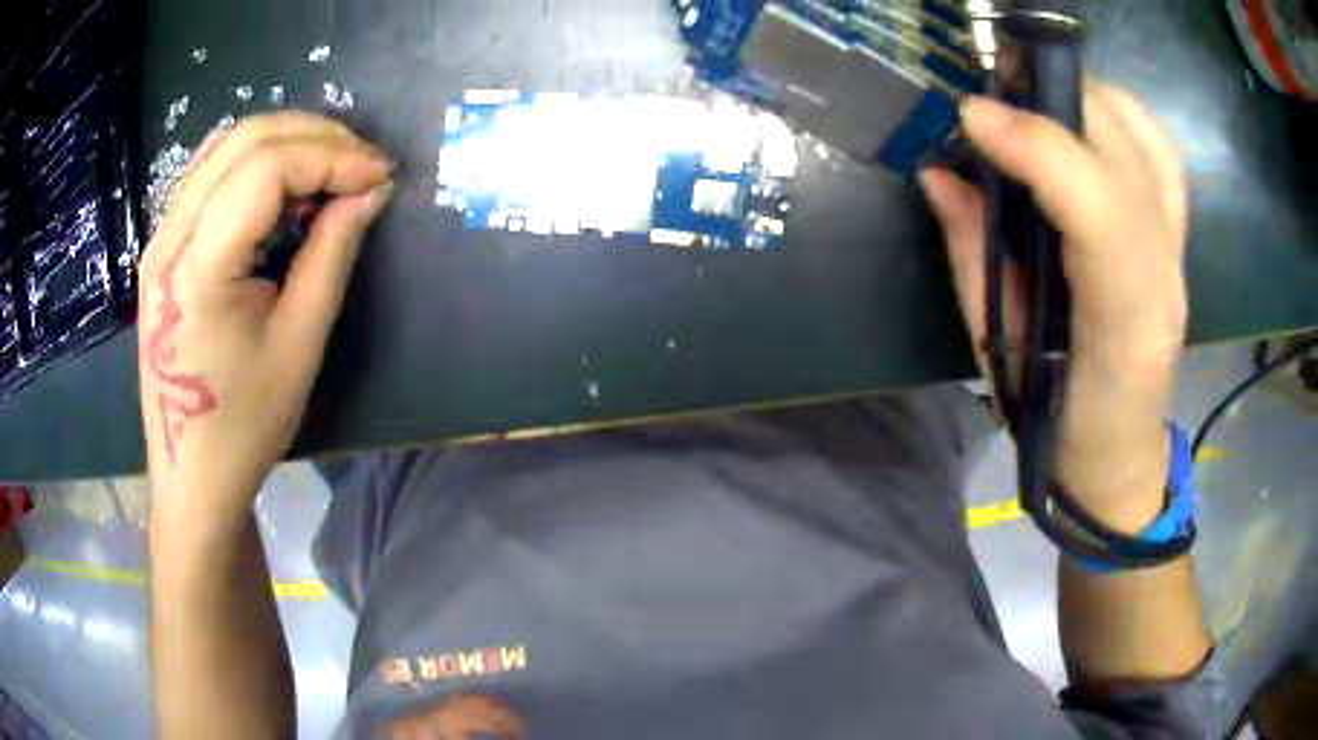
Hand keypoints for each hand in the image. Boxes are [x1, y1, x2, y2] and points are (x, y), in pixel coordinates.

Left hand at [138, 112, 393, 514]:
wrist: (192, 474)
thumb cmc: (245, 424)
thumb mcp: (300, 343)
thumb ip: (332, 253)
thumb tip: (371, 190)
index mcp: (197, 268)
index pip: (266, 169)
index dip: (331, 157)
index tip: (380, 175)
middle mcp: (169, 238)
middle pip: (243, 140)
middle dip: (313, 136)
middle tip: (362, 163)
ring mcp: (160, 239)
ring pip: (224, 147)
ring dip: (285, 141)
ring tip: (330, 168)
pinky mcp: (163, 248)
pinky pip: (211, 174)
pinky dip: (257, 163)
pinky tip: (286, 187)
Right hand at [922, 84, 1188, 532]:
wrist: (1121, 461)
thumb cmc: (1058, 429)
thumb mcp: (1002, 357)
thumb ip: (974, 256)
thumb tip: (939, 172)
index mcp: (1123, 327)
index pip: (1100, 210)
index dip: (1037, 147)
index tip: (972, 117)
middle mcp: (1164, 278)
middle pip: (1129, 154)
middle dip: (1057, 100)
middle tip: (993, 95)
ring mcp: (1178, 254)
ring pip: (1149, 140)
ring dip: (1088, 99)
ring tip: (1034, 98)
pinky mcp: (1176, 240)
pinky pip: (1160, 153)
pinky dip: (1121, 116)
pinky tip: (1082, 118)